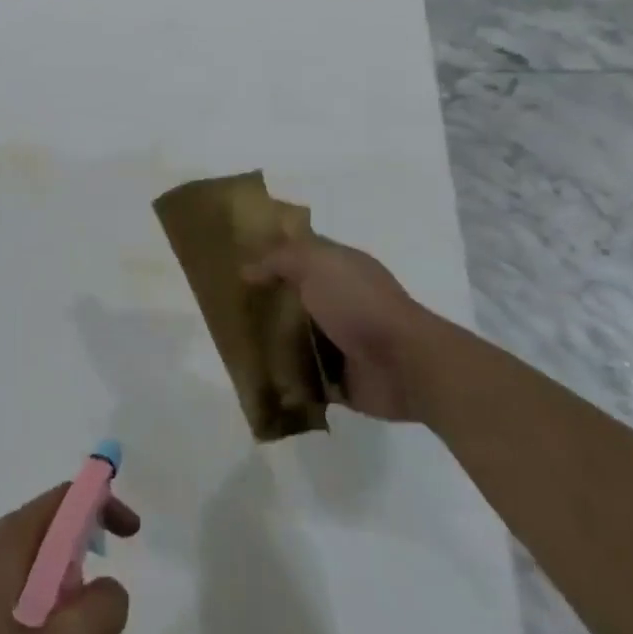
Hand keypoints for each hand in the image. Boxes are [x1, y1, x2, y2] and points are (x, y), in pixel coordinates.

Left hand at [0, 485, 139, 633]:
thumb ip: (104, 607)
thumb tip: (108, 588)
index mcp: (4, 547)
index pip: (61, 500)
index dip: (101, 505)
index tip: (132, 534)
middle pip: (52, 549)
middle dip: (89, 588)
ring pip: (38, 594)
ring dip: (73, 630)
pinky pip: (18, 621)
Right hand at [244, 234, 425, 421]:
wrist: (405, 365)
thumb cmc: (360, 304)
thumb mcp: (316, 264)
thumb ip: (280, 260)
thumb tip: (247, 270)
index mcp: (340, 268)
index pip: (300, 254)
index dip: (271, 254)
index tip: (234, 260)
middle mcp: (341, 301)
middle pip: (294, 296)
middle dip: (265, 301)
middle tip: (227, 305)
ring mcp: (341, 341)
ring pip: (296, 337)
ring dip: (271, 341)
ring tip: (234, 342)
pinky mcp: (339, 379)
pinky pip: (303, 376)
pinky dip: (284, 377)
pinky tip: (255, 374)